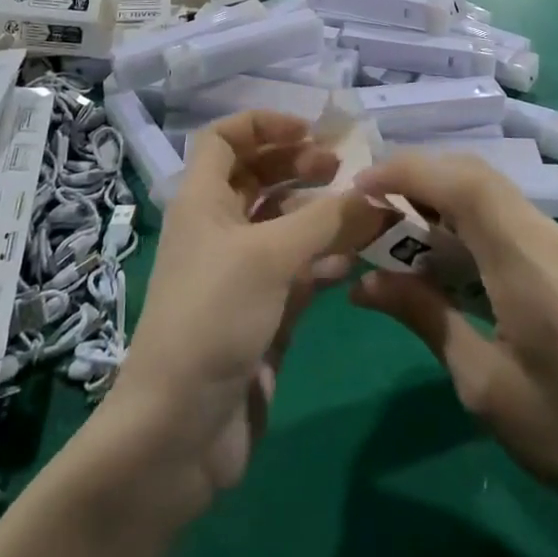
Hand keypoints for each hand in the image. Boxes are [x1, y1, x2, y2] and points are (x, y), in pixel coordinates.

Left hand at [106, 112, 389, 502]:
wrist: (180, 431)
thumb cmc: (214, 317)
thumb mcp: (271, 257)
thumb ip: (328, 220)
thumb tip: (377, 194)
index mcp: (202, 200)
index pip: (223, 138)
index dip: (262, 125)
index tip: (308, 131)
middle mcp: (218, 228)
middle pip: (257, 176)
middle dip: (298, 164)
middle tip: (342, 167)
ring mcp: (240, 271)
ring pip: (283, 222)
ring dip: (319, 211)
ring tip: (364, 209)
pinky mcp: (262, 312)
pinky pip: (298, 268)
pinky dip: (326, 256)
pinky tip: (360, 255)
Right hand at [348, 152, 557, 529]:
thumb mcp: (485, 385)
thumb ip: (425, 319)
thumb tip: (364, 284)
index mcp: (524, 261)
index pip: (460, 183)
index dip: (406, 172)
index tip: (361, 187)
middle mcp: (542, 234)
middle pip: (472, 173)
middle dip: (416, 175)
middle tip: (371, 205)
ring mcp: (556, 241)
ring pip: (487, 187)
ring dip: (438, 192)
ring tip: (395, 226)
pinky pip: (502, 211)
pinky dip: (461, 213)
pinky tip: (440, 251)